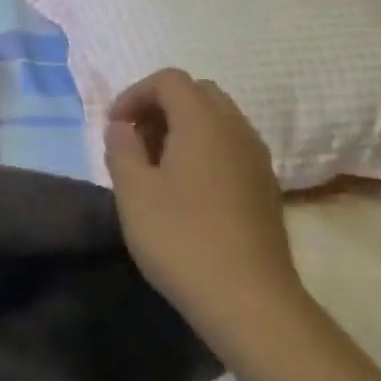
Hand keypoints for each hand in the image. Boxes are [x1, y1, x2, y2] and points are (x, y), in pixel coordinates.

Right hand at [103, 70, 304, 350]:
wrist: (249, 300)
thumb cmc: (181, 238)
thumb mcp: (133, 191)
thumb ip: (122, 148)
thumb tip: (122, 126)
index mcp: (203, 122)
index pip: (169, 80)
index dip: (135, 94)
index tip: (114, 127)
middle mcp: (237, 130)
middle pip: (198, 93)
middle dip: (161, 106)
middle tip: (135, 140)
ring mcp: (257, 159)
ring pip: (218, 120)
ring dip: (183, 128)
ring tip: (156, 166)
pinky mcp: (265, 187)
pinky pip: (231, 147)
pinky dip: (204, 150)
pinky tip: (185, 190)